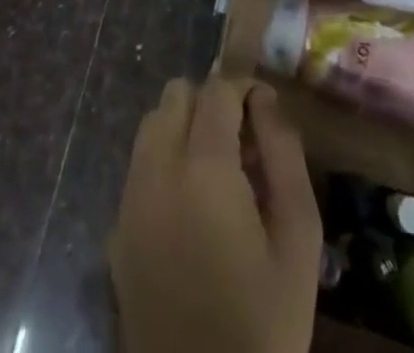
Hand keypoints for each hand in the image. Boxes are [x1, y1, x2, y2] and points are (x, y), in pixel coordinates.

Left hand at [109, 78, 319, 352]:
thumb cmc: (264, 325)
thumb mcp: (298, 241)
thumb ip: (285, 156)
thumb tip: (266, 101)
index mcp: (202, 169)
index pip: (217, 90)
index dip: (244, 89)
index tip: (266, 112)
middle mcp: (155, 171)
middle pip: (175, 95)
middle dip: (210, 103)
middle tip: (243, 143)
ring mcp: (128, 202)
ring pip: (151, 126)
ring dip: (183, 129)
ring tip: (218, 172)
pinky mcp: (115, 235)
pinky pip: (138, 169)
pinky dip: (163, 164)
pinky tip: (191, 209)